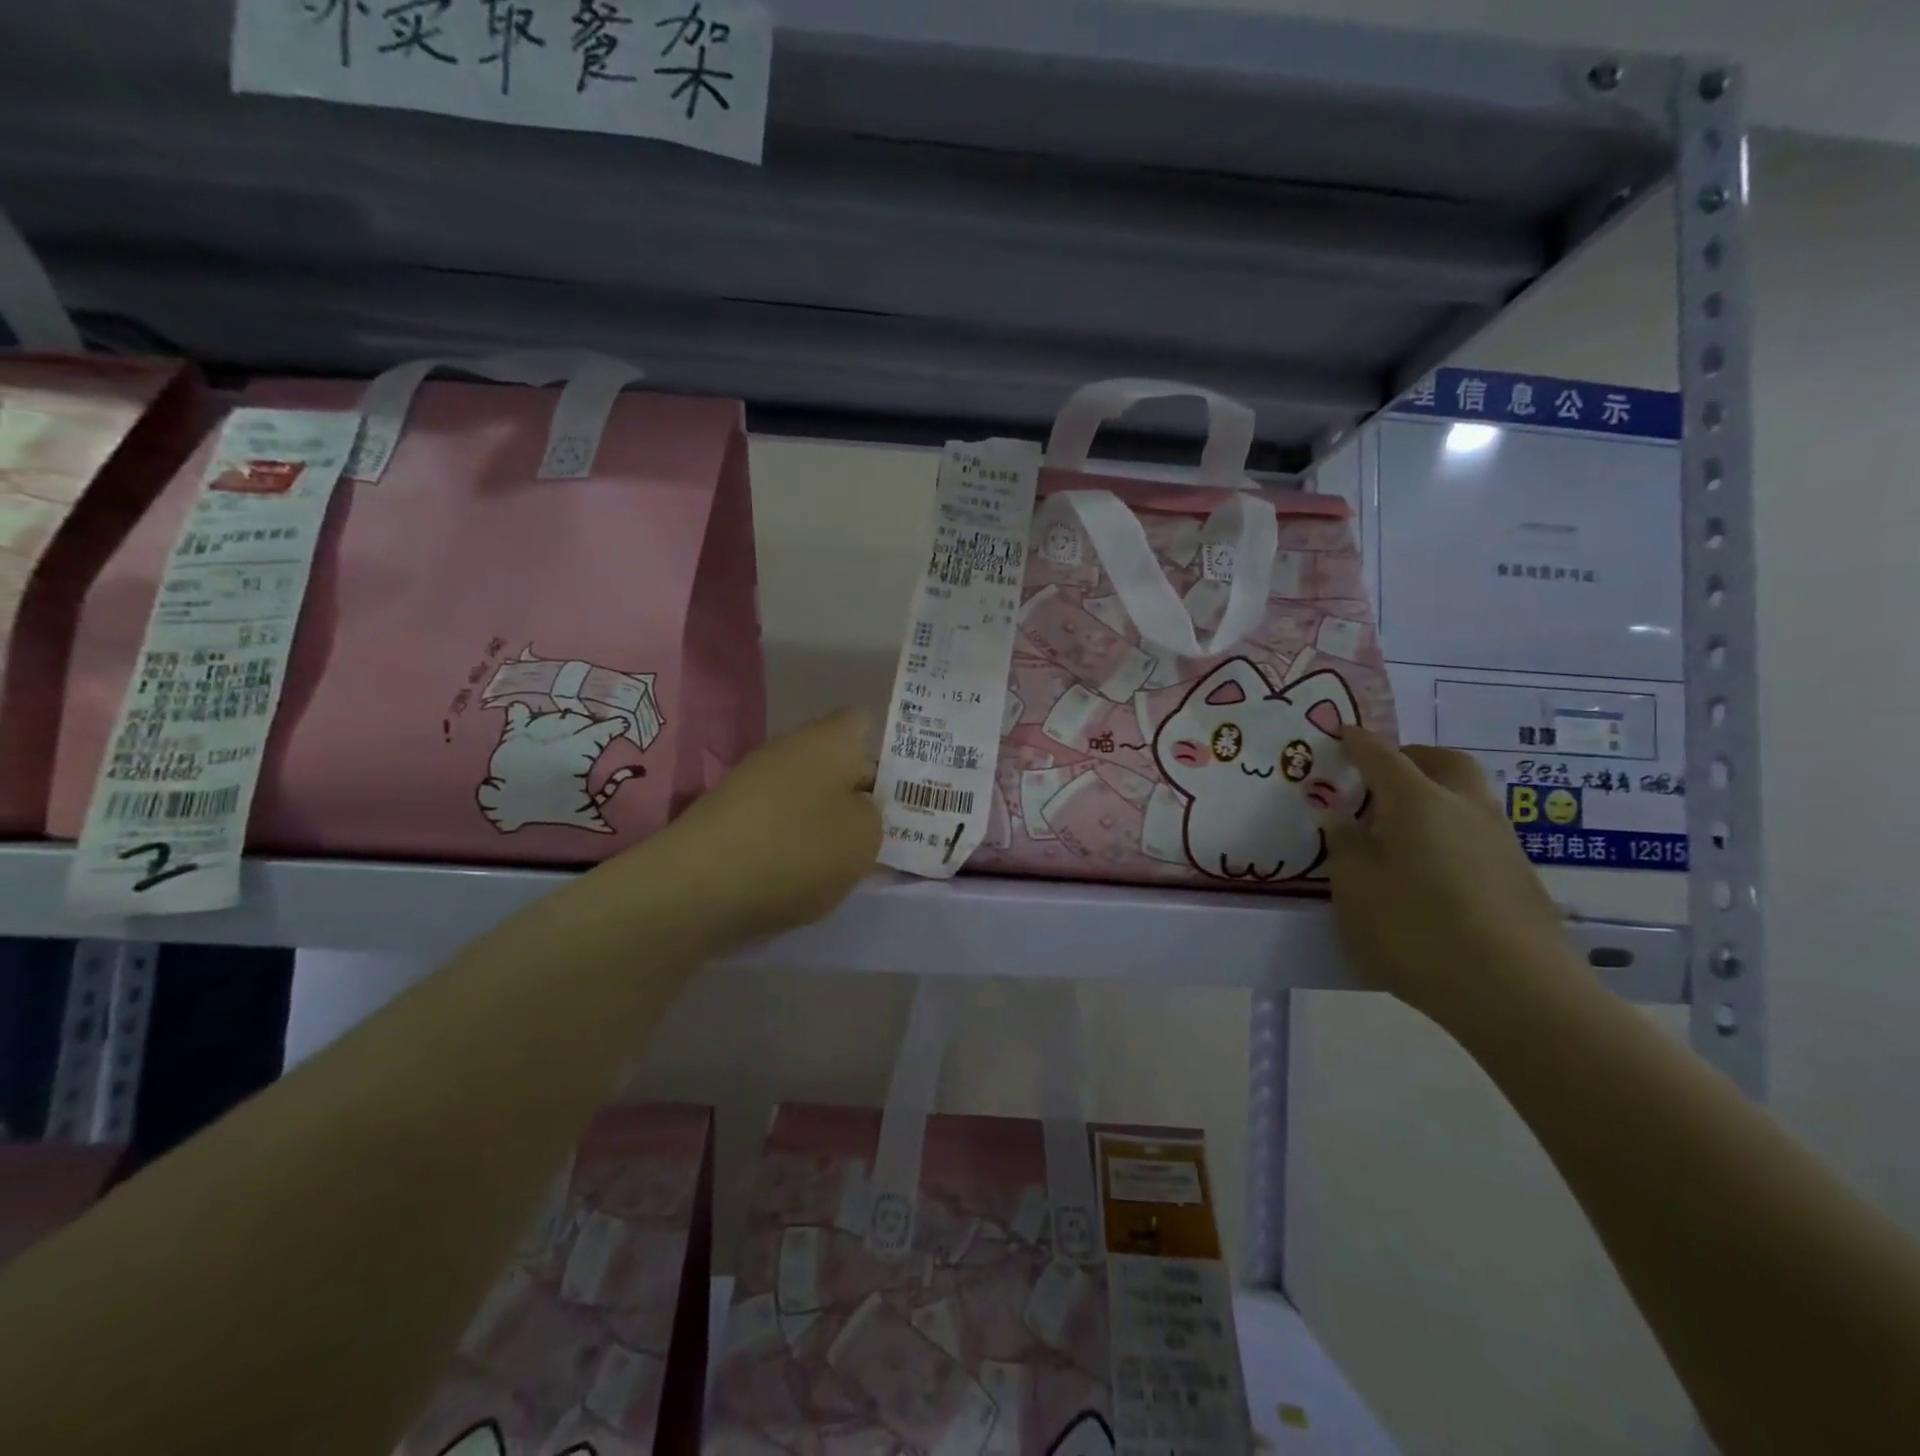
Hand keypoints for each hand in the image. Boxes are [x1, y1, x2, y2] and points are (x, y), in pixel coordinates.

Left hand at [668, 709, 881, 940]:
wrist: (698, 886)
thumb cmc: (799, 849)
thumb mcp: (866, 838)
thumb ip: (875, 816)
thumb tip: (857, 809)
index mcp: (829, 740)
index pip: (862, 723)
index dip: (885, 751)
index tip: (899, 790)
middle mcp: (788, 748)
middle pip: (834, 762)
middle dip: (856, 793)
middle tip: (879, 832)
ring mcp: (752, 780)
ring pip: (805, 793)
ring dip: (823, 821)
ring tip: (840, 862)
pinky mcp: (727, 816)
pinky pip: (775, 820)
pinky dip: (789, 842)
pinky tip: (796, 875)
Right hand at [1321, 727, 1582, 1030]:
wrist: (1515, 992)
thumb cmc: (1415, 930)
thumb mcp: (1354, 887)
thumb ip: (1345, 845)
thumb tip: (1341, 816)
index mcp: (1417, 801)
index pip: (1382, 756)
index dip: (1358, 743)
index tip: (1342, 734)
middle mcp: (1465, 808)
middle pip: (1444, 762)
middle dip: (1412, 758)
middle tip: (1382, 774)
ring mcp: (1501, 841)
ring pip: (1467, 797)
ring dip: (1436, 794)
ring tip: (1401, 826)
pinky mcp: (1520, 877)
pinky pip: (1478, 832)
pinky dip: (1451, 830)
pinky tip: (1432, 867)